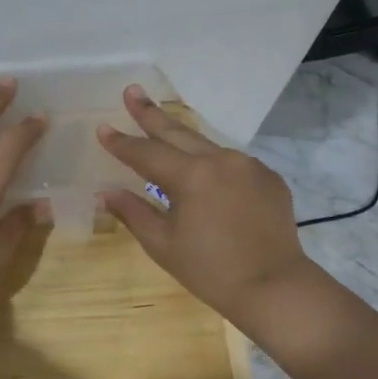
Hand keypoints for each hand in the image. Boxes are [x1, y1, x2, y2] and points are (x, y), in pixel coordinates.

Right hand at [97, 85, 316, 328]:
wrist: (275, 287)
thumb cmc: (210, 271)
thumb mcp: (163, 244)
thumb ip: (134, 212)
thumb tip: (106, 192)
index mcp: (191, 176)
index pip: (146, 153)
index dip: (122, 142)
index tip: (103, 128)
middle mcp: (221, 160)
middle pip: (178, 132)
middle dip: (150, 113)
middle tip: (132, 91)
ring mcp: (249, 166)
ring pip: (207, 146)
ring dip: (182, 139)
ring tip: (163, 129)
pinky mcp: (269, 178)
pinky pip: (232, 164)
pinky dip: (213, 165)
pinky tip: (205, 174)